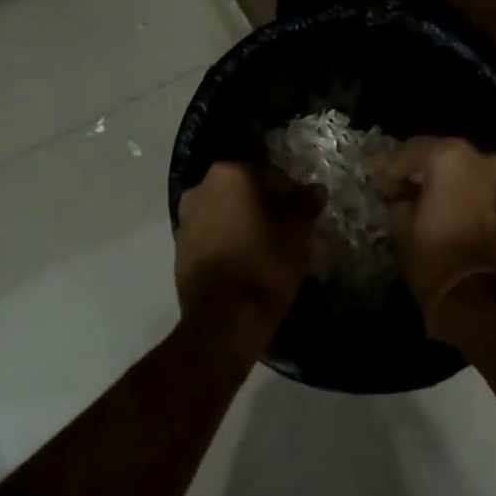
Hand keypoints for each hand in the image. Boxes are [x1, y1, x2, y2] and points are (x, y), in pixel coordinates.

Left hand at [174, 162, 325, 322]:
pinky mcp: (180, 248)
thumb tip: (315, 190)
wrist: (223, 319)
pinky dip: (229, 240)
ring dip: (245, 222)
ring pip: (225, 212)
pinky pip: (212, 234)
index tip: (305, 212)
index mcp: (230, 175)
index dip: (291, 193)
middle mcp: (201, 188)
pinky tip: (247, 260)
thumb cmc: (264, 266)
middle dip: (265, 206)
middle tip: (289, 229)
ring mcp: (185, 218)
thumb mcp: (295, 235)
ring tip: (269, 246)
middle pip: (244, 191)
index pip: (270, 175)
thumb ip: (304, 207)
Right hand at [375, 136, 495, 344]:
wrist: (476, 296)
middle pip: (437, 153)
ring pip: (458, 168)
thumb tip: (397, 189)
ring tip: (415, 197)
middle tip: (394, 187)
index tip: (376, 183)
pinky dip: (455, 189)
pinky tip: (437, 205)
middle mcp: (479, 157)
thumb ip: (397, 195)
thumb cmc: (432, 254)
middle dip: (415, 169)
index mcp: (450, 155)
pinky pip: (473, 184)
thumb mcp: (400, 221)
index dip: (389, 167)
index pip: (410, 150)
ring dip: (437, 178)